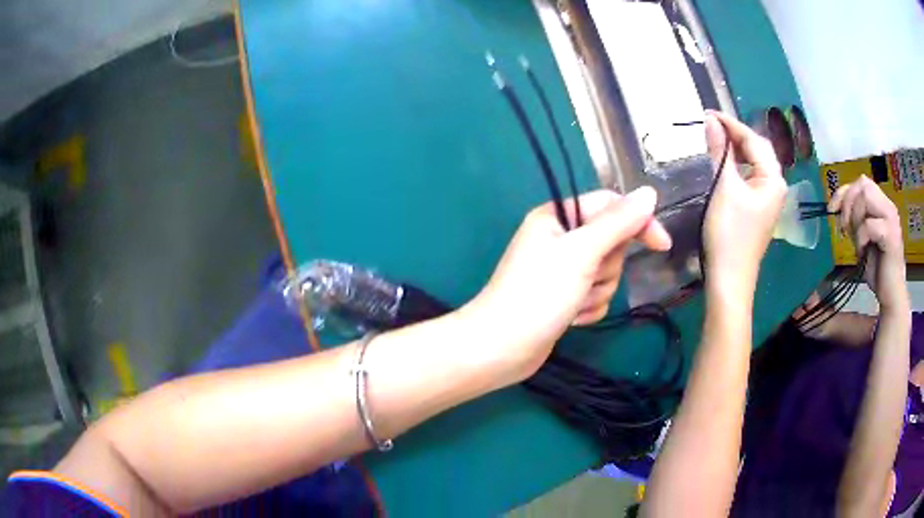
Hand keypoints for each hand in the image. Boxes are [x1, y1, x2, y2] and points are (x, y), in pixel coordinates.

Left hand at [464, 188, 671, 379]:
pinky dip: (589, 309)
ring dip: (596, 292)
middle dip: (605, 267)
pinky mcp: (565, 297)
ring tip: (571, 303)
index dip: (638, 222)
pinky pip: (597, 296)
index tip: (661, 245)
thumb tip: (649, 193)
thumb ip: (618, 222)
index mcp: (557, 216)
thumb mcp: (582, 252)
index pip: (610, 206)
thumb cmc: (539, 294)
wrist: (503, 348)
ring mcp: (563, 270)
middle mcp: (560, 238)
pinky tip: (570, 318)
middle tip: (584, 278)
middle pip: (611, 243)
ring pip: (607, 273)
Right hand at [702, 111, 786, 300]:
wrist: (730, 278)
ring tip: (714, 137)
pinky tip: (723, 162)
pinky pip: (749, 176)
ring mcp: (767, 198)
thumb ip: (719, 151)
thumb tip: (711, 120)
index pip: (753, 140)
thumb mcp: (724, 188)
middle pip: (757, 149)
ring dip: (735, 148)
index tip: (707, 112)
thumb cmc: (729, 233)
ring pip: (754, 163)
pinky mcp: (758, 208)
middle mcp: (775, 185)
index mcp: (773, 179)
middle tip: (710, 124)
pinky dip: (736, 165)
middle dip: (735, 134)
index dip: (731, 124)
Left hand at [829, 175, 907, 310]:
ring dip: (856, 218)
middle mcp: (888, 207)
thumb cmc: (878, 269)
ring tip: (859, 241)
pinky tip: (864, 251)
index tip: (831, 209)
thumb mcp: (862, 239)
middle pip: (863, 184)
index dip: (844, 191)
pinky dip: (862, 237)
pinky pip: (870, 225)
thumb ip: (854, 221)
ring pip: (866, 197)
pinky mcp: (892, 236)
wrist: (891, 295)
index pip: (861, 183)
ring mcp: (892, 220)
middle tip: (846, 228)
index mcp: (882, 206)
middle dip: (849, 203)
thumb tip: (836, 207)